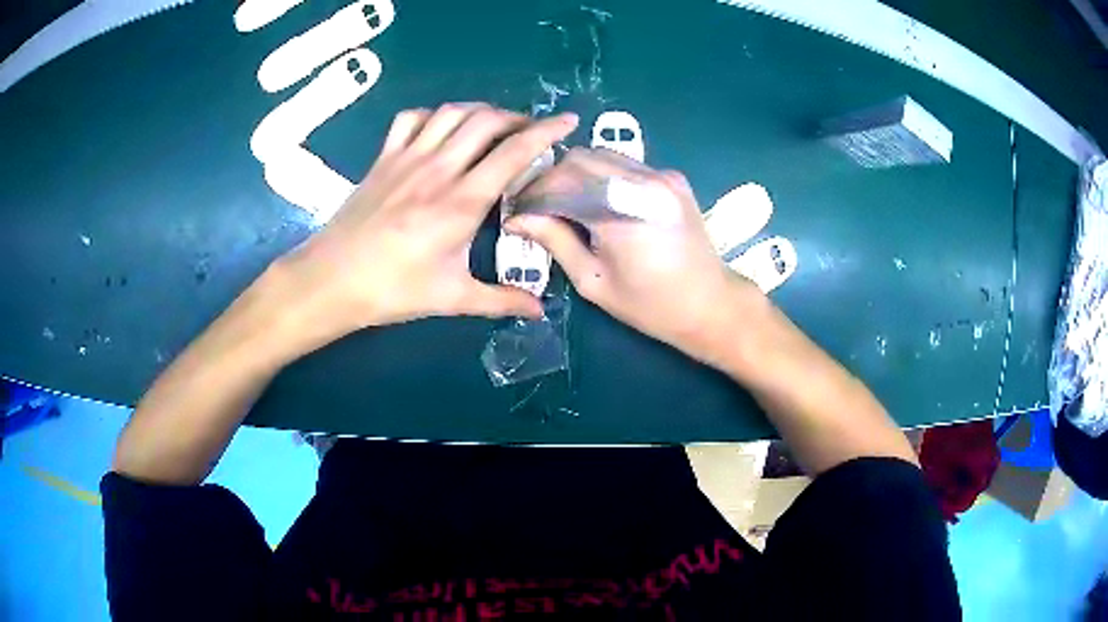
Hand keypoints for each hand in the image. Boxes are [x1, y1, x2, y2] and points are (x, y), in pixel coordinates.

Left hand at [273, 104, 579, 345]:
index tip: (569, 120)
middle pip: (486, 121)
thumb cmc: (392, 290)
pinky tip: (441, 129)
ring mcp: (407, 158)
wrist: (331, 280)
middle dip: (517, 118)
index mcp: (461, 201)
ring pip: (452, 113)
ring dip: (480, 111)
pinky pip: (412, 119)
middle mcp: (438, 169)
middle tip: (531, 131)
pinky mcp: (384, 158)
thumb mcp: (451, 298)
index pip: (513, 152)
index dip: (547, 131)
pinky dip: (434, 115)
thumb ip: (500, 300)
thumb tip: (540, 309)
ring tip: (494, 125)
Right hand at [506, 148, 763, 359]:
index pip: (561, 182)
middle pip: (579, 158)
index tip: (516, 211)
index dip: (532, 194)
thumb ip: (555, 241)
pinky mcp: (671, 177)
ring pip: (601, 155)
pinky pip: (624, 164)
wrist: (710, 303)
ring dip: (576, 174)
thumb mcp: (593, 281)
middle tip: (538, 206)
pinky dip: (601, 176)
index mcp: (621, 213)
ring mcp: (662, 175)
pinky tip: (597, 201)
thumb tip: (517, 219)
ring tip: (564, 203)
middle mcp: (643, 182)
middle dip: (551, 178)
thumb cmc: (650, 305)